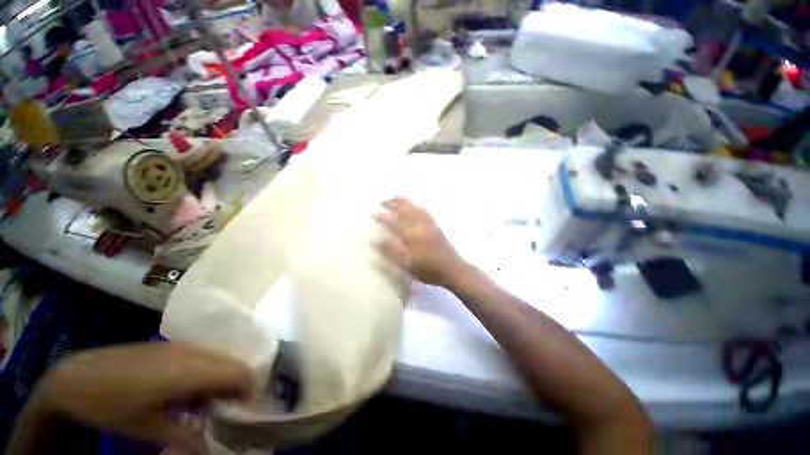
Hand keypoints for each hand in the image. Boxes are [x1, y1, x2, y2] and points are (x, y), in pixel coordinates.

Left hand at [25, 343, 252, 451]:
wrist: (76, 376)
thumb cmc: (112, 405)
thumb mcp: (148, 429)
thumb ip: (187, 438)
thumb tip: (214, 450)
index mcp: (190, 370)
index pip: (240, 373)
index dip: (248, 393)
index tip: (238, 416)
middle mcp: (193, 352)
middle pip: (233, 364)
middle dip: (234, 389)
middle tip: (221, 414)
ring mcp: (182, 346)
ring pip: (219, 360)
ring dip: (219, 382)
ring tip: (201, 407)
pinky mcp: (172, 346)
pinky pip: (203, 358)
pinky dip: (205, 375)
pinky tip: (183, 394)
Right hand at [375, 197, 466, 287]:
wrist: (452, 269)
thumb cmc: (428, 270)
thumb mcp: (407, 265)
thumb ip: (391, 252)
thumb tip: (375, 241)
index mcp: (410, 235)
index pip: (393, 221)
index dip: (382, 217)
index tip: (372, 215)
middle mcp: (419, 225)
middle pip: (404, 210)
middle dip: (392, 203)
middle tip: (382, 201)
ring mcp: (429, 224)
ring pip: (414, 208)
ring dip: (404, 201)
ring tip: (395, 198)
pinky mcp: (435, 226)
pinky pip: (425, 211)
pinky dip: (417, 206)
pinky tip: (415, 205)